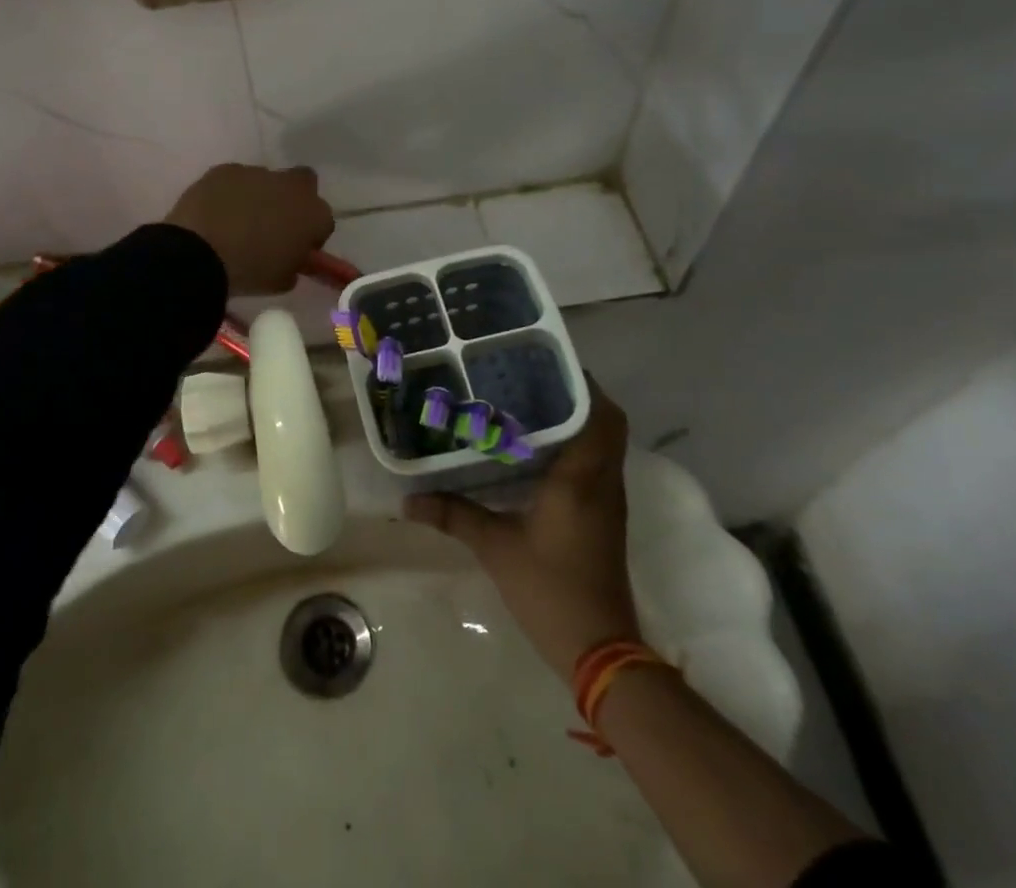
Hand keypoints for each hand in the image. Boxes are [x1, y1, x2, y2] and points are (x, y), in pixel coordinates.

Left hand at [164, 163, 334, 295]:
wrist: (200, 253)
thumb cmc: (250, 272)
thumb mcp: (282, 281)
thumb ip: (294, 263)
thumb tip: (290, 257)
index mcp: (314, 214)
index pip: (324, 221)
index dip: (311, 234)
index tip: (297, 248)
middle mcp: (291, 186)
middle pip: (304, 184)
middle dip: (294, 199)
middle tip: (275, 223)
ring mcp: (257, 173)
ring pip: (267, 181)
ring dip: (260, 196)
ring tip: (237, 221)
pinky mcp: (225, 169)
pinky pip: (235, 180)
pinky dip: (230, 193)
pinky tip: (216, 212)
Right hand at [405, 377, 639, 678]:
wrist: (600, 650)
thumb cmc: (550, 589)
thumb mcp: (495, 548)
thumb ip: (453, 515)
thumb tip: (408, 499)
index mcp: (582, 477)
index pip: (600, 415)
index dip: (582, 384)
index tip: (547, 364)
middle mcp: (603, 481)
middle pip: (606, 422)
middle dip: (576, 395)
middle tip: (531, 379)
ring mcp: (608, 500)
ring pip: (603, 443)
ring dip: (576, 420)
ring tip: (528, 403)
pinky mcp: (604, 517)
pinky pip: (596, 464)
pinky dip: (575, 446)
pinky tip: (535, 450)